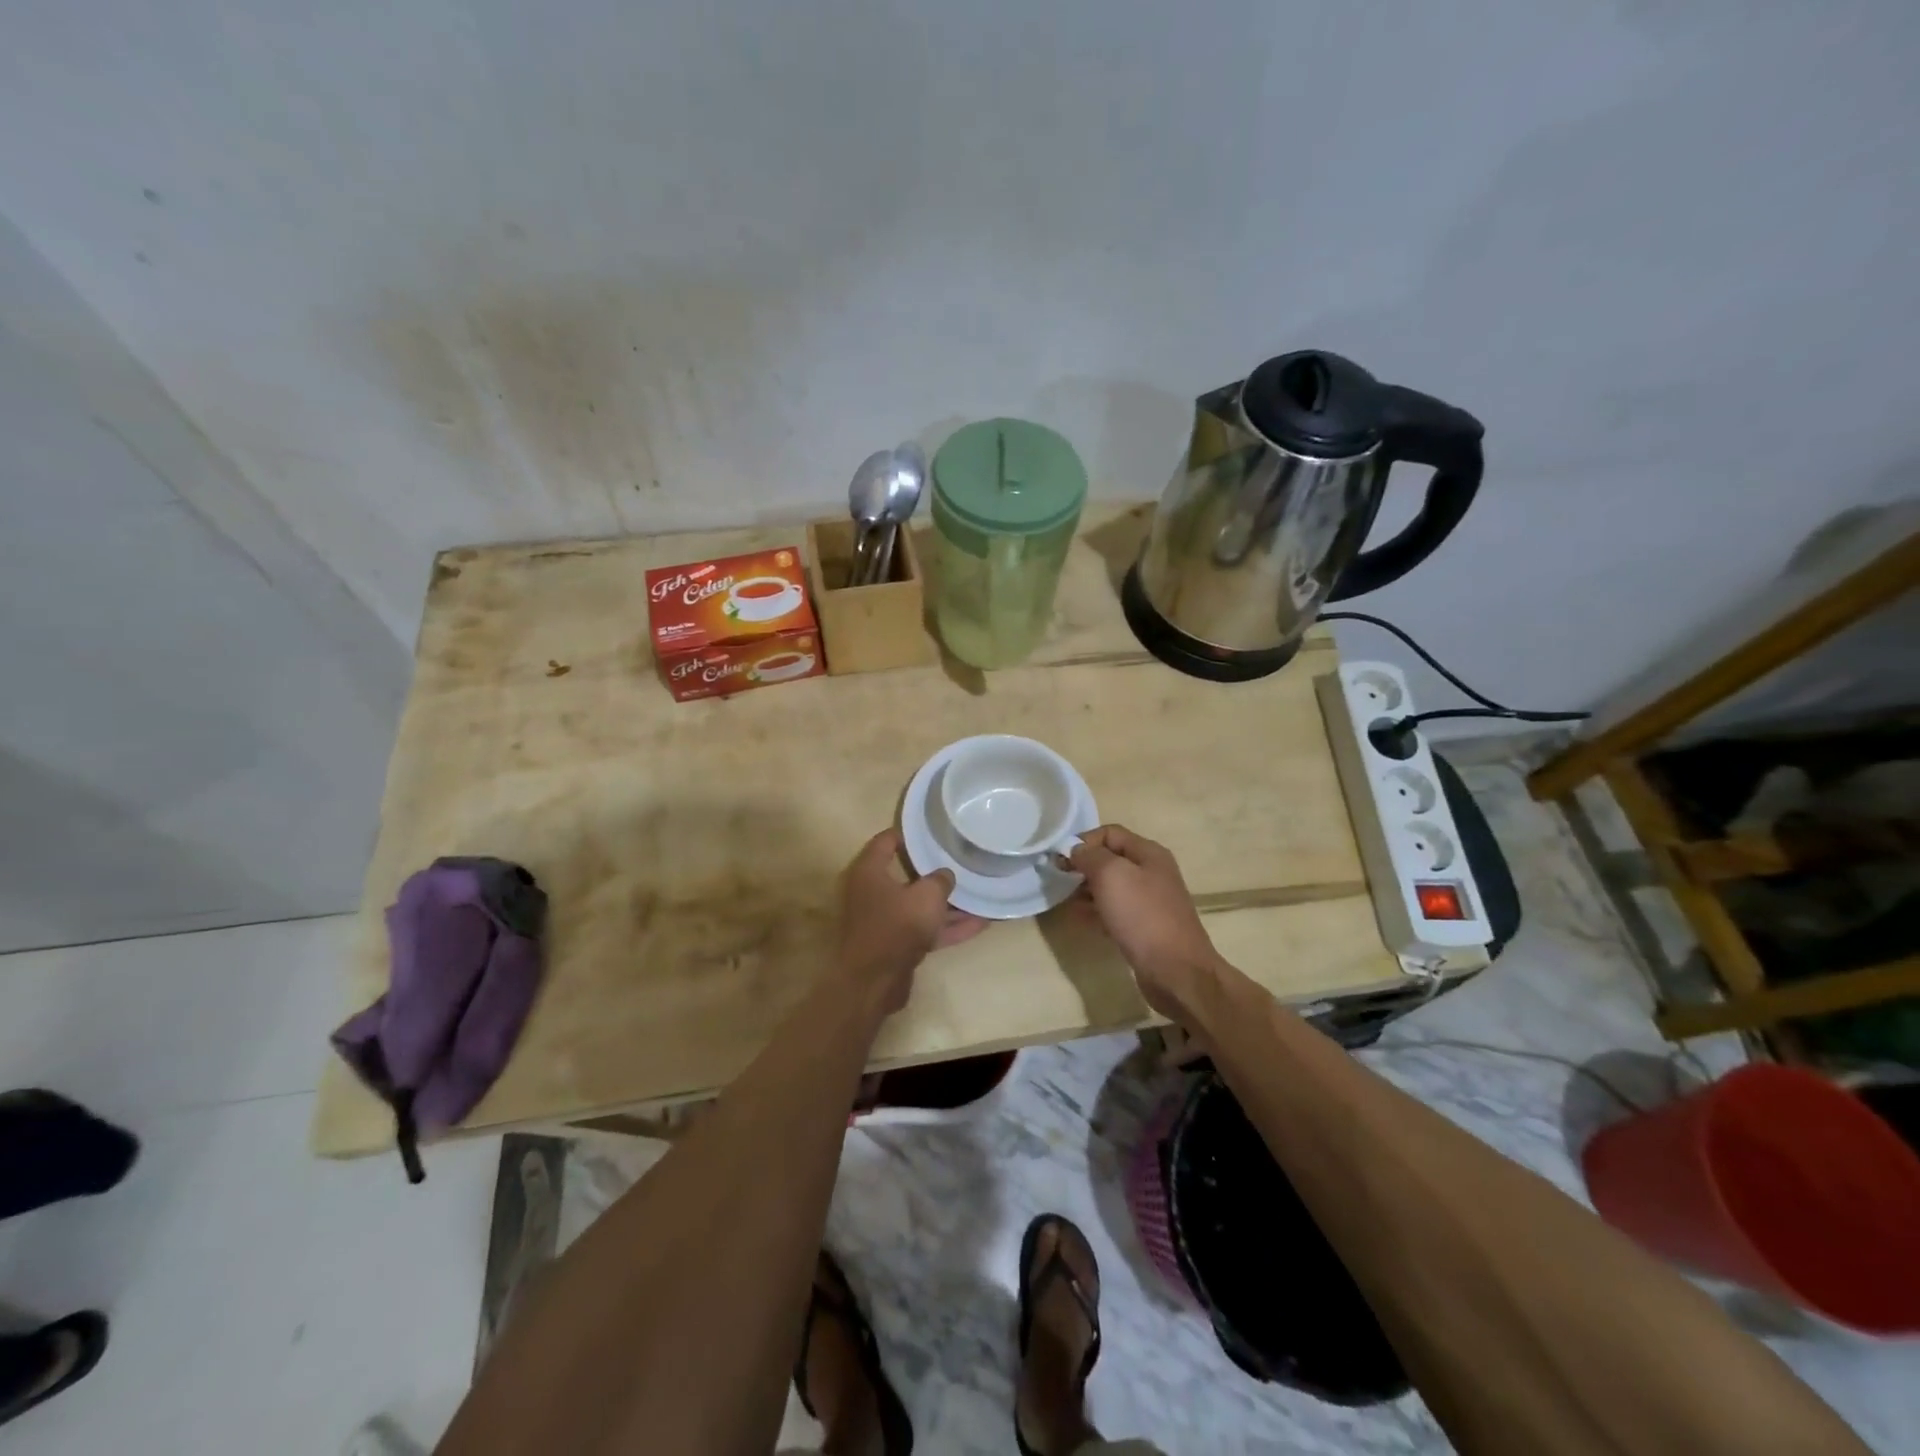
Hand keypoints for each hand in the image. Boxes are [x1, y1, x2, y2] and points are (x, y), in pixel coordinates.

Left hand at [836, 829, 984, 1015]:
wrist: (875, 982)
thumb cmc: (897, 926)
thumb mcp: (927, 896)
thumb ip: (940, 880)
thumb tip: (945, 875)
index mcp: (870, 871)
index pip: (886, 841)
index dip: (909, 833)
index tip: (934, 830)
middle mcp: (873, 892)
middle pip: (907, 874)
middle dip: (935, 871)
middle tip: (961, 861)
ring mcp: (885, 920)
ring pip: (919, 905)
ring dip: (948, 903)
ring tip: (980, 894)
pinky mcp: (897, 944)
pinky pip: (925, 929)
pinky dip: (948, 927)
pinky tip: (980, 924)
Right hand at [1066, 824, 1219, 1021]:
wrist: (1176, 972)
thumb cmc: (1143, 916)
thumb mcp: (1111, 875)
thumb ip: (1090, 856)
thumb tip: (1075, 849)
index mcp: (1149, 853)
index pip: (1109, 833)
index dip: (1083, 841)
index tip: (1060, 859)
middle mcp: (1151, 873)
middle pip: (1110, 859)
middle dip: (1083, 866)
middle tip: (1059, 880)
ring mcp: (1149, 902)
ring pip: (1110, 887)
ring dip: (1086, 890)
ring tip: (1065, 900)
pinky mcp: (1144, 927)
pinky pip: (1114, 911)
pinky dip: (1096, 911)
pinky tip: (1080, 919)